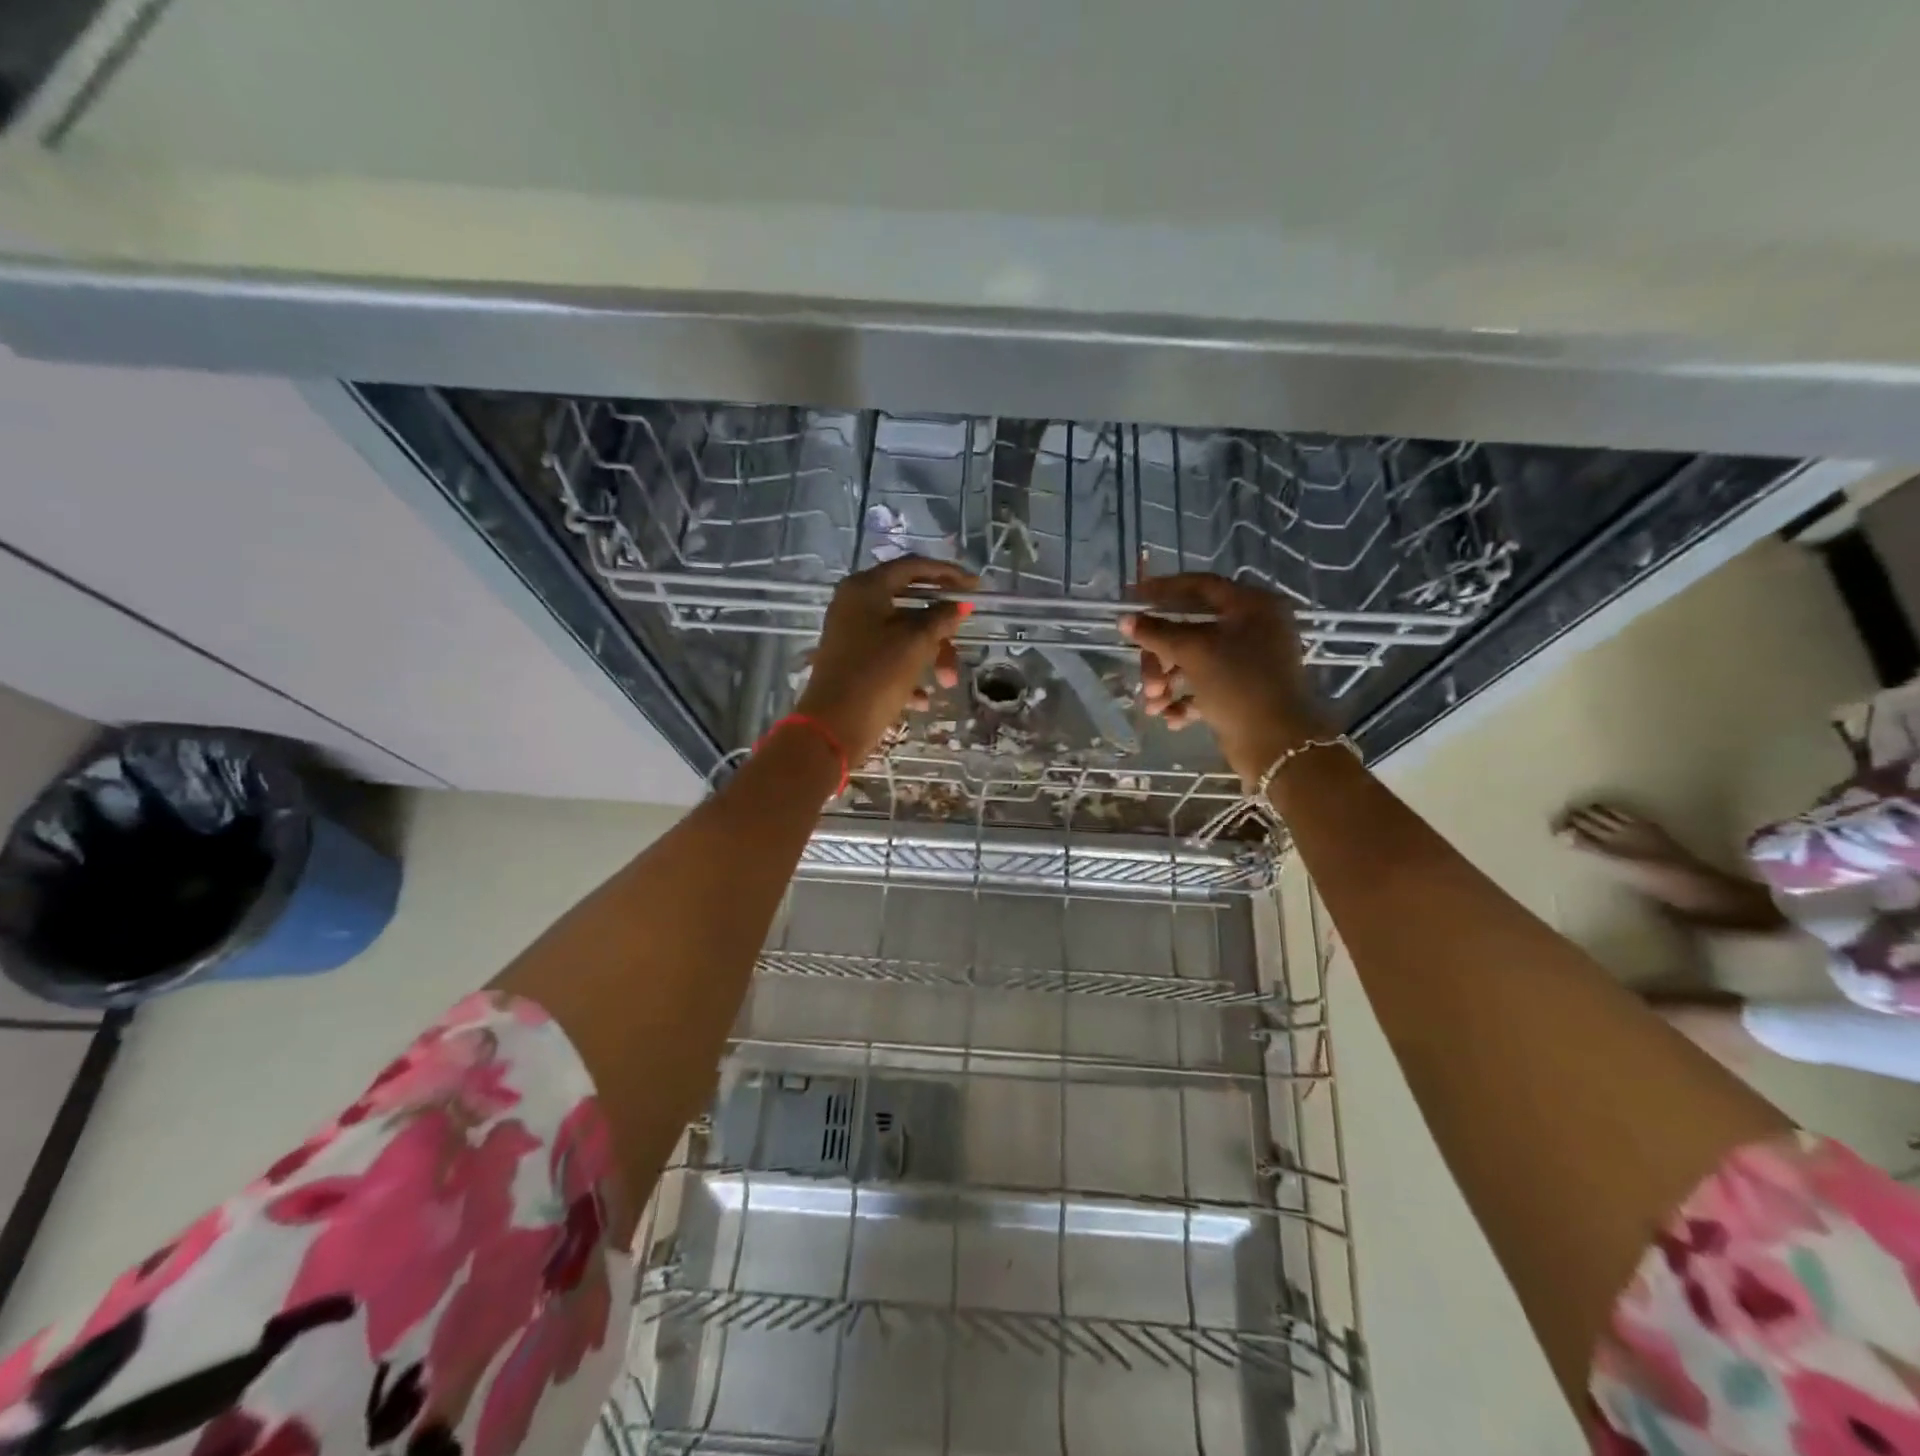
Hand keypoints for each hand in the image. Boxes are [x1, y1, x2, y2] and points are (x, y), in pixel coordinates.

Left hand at [796, 556, 978, 765]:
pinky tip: (921, 700)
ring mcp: (851, 634)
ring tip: (945, 684)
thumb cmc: (876, 676)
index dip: (948, 574)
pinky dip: (909, 674)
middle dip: (940, 631)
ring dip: (930, 657)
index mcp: (866, 588)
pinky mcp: (852, 662)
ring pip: (902, 635)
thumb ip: (941, 618)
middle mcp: (854, 604)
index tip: (976, 587)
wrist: (833, 727)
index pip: (913, 567)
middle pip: (910, 605)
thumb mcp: (916, 644)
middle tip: (963, 644)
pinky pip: (889, 658)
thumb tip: (958, 605)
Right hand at [1120, 573, 1331, 785]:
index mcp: (1252, 606)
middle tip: (1147, 680)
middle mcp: (1253, 628)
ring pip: (1193, 661)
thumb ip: (1157, 633)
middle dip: (1161, 656)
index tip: (1131, 598)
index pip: (1200, 586)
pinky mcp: (1242, 692)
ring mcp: (1248, 662)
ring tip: (1154, 706)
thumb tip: (1125, 619)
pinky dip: (1185, 699)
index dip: (1163, 590)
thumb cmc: (1239, 685)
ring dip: (1167, 682)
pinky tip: (1172, 719)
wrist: (1278, 744)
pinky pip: (1204, 687)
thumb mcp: (1194, 652)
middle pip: (1190, 630)